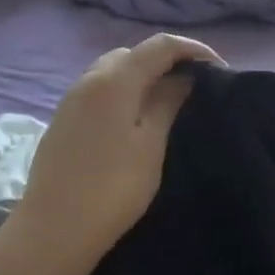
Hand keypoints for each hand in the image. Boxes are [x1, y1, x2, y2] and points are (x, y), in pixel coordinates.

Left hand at [14, 34, 220, 271]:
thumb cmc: (113, 188)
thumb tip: (183, 76)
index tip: (220, 70)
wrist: (55, 229)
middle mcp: (89, 79)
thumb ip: (167, 102)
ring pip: (113, 70)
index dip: (193, 49)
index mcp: (115, 80)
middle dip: (167, 60)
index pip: (160, 45)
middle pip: (134, 53)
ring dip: (143, 75)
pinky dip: (123, 91)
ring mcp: (71, 99)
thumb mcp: (151, 144)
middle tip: (194, 85)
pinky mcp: (63, 120)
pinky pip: (99, 90)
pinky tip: (135, 118)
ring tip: (168, 101)